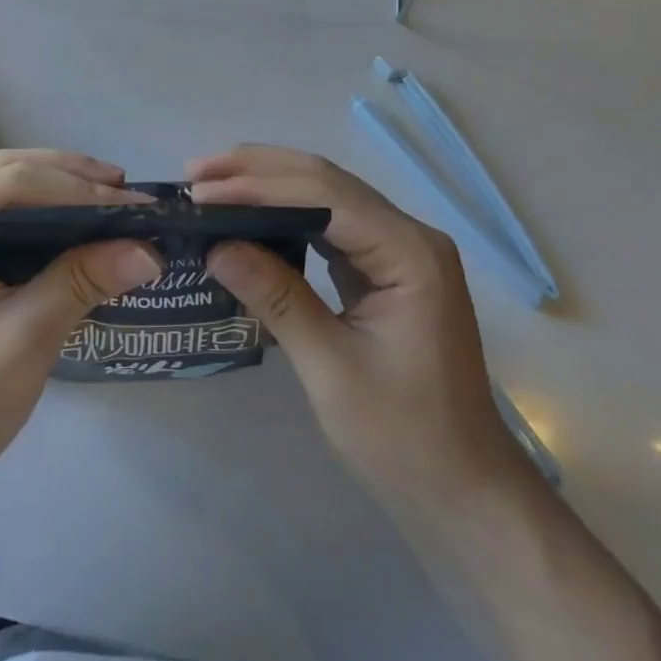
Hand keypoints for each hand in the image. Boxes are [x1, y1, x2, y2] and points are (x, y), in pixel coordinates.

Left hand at [0, 150, 160, 504]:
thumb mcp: (21, 344)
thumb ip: (80, 284)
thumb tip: (149, 249)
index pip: (9, 183)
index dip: (76, 188)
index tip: (136, 205)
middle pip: (8, 176)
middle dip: (73, 181)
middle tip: (131, 197)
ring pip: (8, 189)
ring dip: (63, 192)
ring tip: (116, 204)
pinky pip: (4, 218)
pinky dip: (47, 217)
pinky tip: (81, 226)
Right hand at [191, 145, 514, 508]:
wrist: (462, 490)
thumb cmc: (403, 437)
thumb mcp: (331, 368)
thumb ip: (275, 298)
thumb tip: (215, 246)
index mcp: (410, 252)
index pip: (324, 196)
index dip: (258, 186)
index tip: (201, 191)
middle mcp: (409, 235)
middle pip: (326, 182)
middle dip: (259, 171)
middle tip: (197, 172)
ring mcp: (400, 249)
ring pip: (326, 197)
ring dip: (270, 186)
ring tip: (214, 184)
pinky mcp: (385, 268)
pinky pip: (331, 225)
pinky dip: (287, 215)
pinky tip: (253, 216)